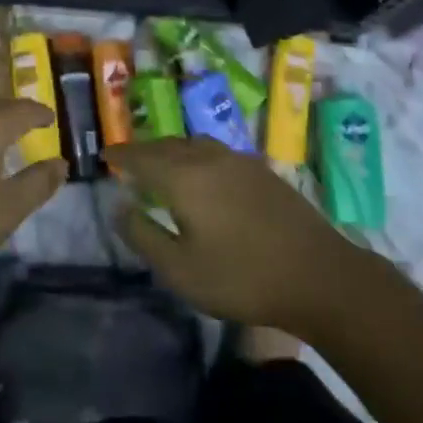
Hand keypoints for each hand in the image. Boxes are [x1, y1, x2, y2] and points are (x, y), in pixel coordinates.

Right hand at [107, 138, 359, 336]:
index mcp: (184, 176)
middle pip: (167, 144)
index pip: (141, 156)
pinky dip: (195, 156)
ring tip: (161, 165)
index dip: (121, 155)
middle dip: (144, 150)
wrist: (318, 275)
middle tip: (128, 161)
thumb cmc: (242, 278)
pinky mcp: (260, 170)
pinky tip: (201, 174)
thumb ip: (144, 235)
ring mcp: (238, 160)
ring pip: (193, 144)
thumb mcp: (181, 270)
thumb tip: (119, 207)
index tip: (104, 155)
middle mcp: (208, 156)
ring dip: (171, 150)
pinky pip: (215, 151)